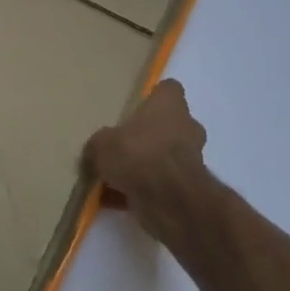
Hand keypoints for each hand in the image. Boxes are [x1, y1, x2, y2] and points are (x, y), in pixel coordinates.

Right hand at [84, 79, 211, 255]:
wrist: (168, 198)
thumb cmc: (137, 154)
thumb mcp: (101, 144)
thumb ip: (99, 144)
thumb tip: (96, 150)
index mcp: (169, 104)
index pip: (168, 90)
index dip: (153, 98)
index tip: (135, 108)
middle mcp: (187, 126)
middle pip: (169, 124)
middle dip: (149, 136)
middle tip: (123, 146)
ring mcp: (192, 157)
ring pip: (166, 156)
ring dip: (148, 164)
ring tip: (118, 177)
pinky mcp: (189, 186)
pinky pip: (163, 183)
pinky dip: (146, 189)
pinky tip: (119, 200)